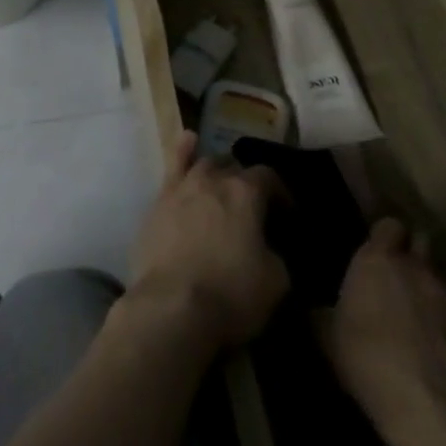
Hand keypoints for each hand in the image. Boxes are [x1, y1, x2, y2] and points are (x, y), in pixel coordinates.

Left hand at [127, 132, 288, 350]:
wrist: (172, 305)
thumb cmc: (231, 294)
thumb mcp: (276, 281)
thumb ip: (276, 253)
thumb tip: (268, 246)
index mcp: (245, 193)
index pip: (269, 177)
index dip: (281, 193)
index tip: (288, 215)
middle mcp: (212, 179)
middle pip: (233, 168)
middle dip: (246, 182)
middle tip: (253, 207)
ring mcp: (181, 187)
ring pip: (202, 163)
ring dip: (217, 170)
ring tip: (223, 180)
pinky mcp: (158, 202)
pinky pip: (172, 167)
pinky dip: (182, 152)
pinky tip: (188, 141)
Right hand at [321, 218, 445, 437]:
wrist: (433, 411)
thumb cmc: (367, 359)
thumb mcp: (328, 336)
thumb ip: (325, 312)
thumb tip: (319, 308)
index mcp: (377, 260)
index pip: (388, 226)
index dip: (384, 236)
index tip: (375, 250)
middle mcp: (417, 270)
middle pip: (420, 246)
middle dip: (411, 257)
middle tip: (396, 280)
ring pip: (440, 284)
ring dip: (429, 295)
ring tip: (417, 323)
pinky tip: (440, 354)